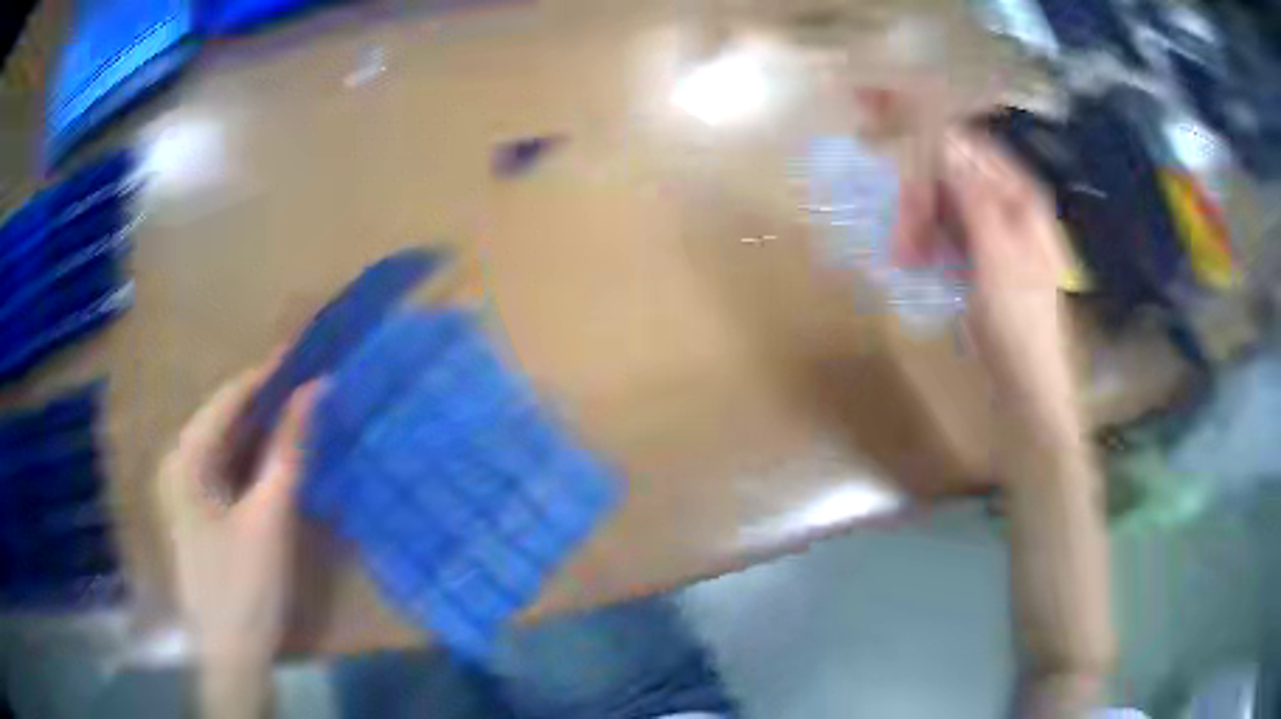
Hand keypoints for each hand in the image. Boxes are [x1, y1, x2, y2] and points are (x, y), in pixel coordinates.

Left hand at [156, 360, 321, 664]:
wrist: (232, 656)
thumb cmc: (245, 586)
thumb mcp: (269, 516)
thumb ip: (289, 449)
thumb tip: (314, 388)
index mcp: (184, 457)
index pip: (228, 397)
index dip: (268, 373)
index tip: (306, 353)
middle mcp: (178, 464)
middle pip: (225, 420)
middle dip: (267, 402)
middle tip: (311, 385)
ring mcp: (185, 490)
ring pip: (227, 446)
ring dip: (263, 432)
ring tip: (303, 414)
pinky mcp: (199, 513)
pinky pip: (227, 472)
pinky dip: (254, 462)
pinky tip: (280, 459)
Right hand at [897, 128, 1077, 434]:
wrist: (1026, 384)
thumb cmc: (1019, 323)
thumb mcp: (997, 257)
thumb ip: (972, 196)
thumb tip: (942, 140)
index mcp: (1019, 194)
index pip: (966, 143)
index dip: (926, 129)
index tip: (877, 120)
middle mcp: (1005, 202)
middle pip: (950, 171)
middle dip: (918, 193)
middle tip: (898, 232)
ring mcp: (991, 229)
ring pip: (940, 201)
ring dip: (916, 221)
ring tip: (902, 256)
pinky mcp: (976, 254)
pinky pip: (942, 229)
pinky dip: (923, 240)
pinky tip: (911, 261)